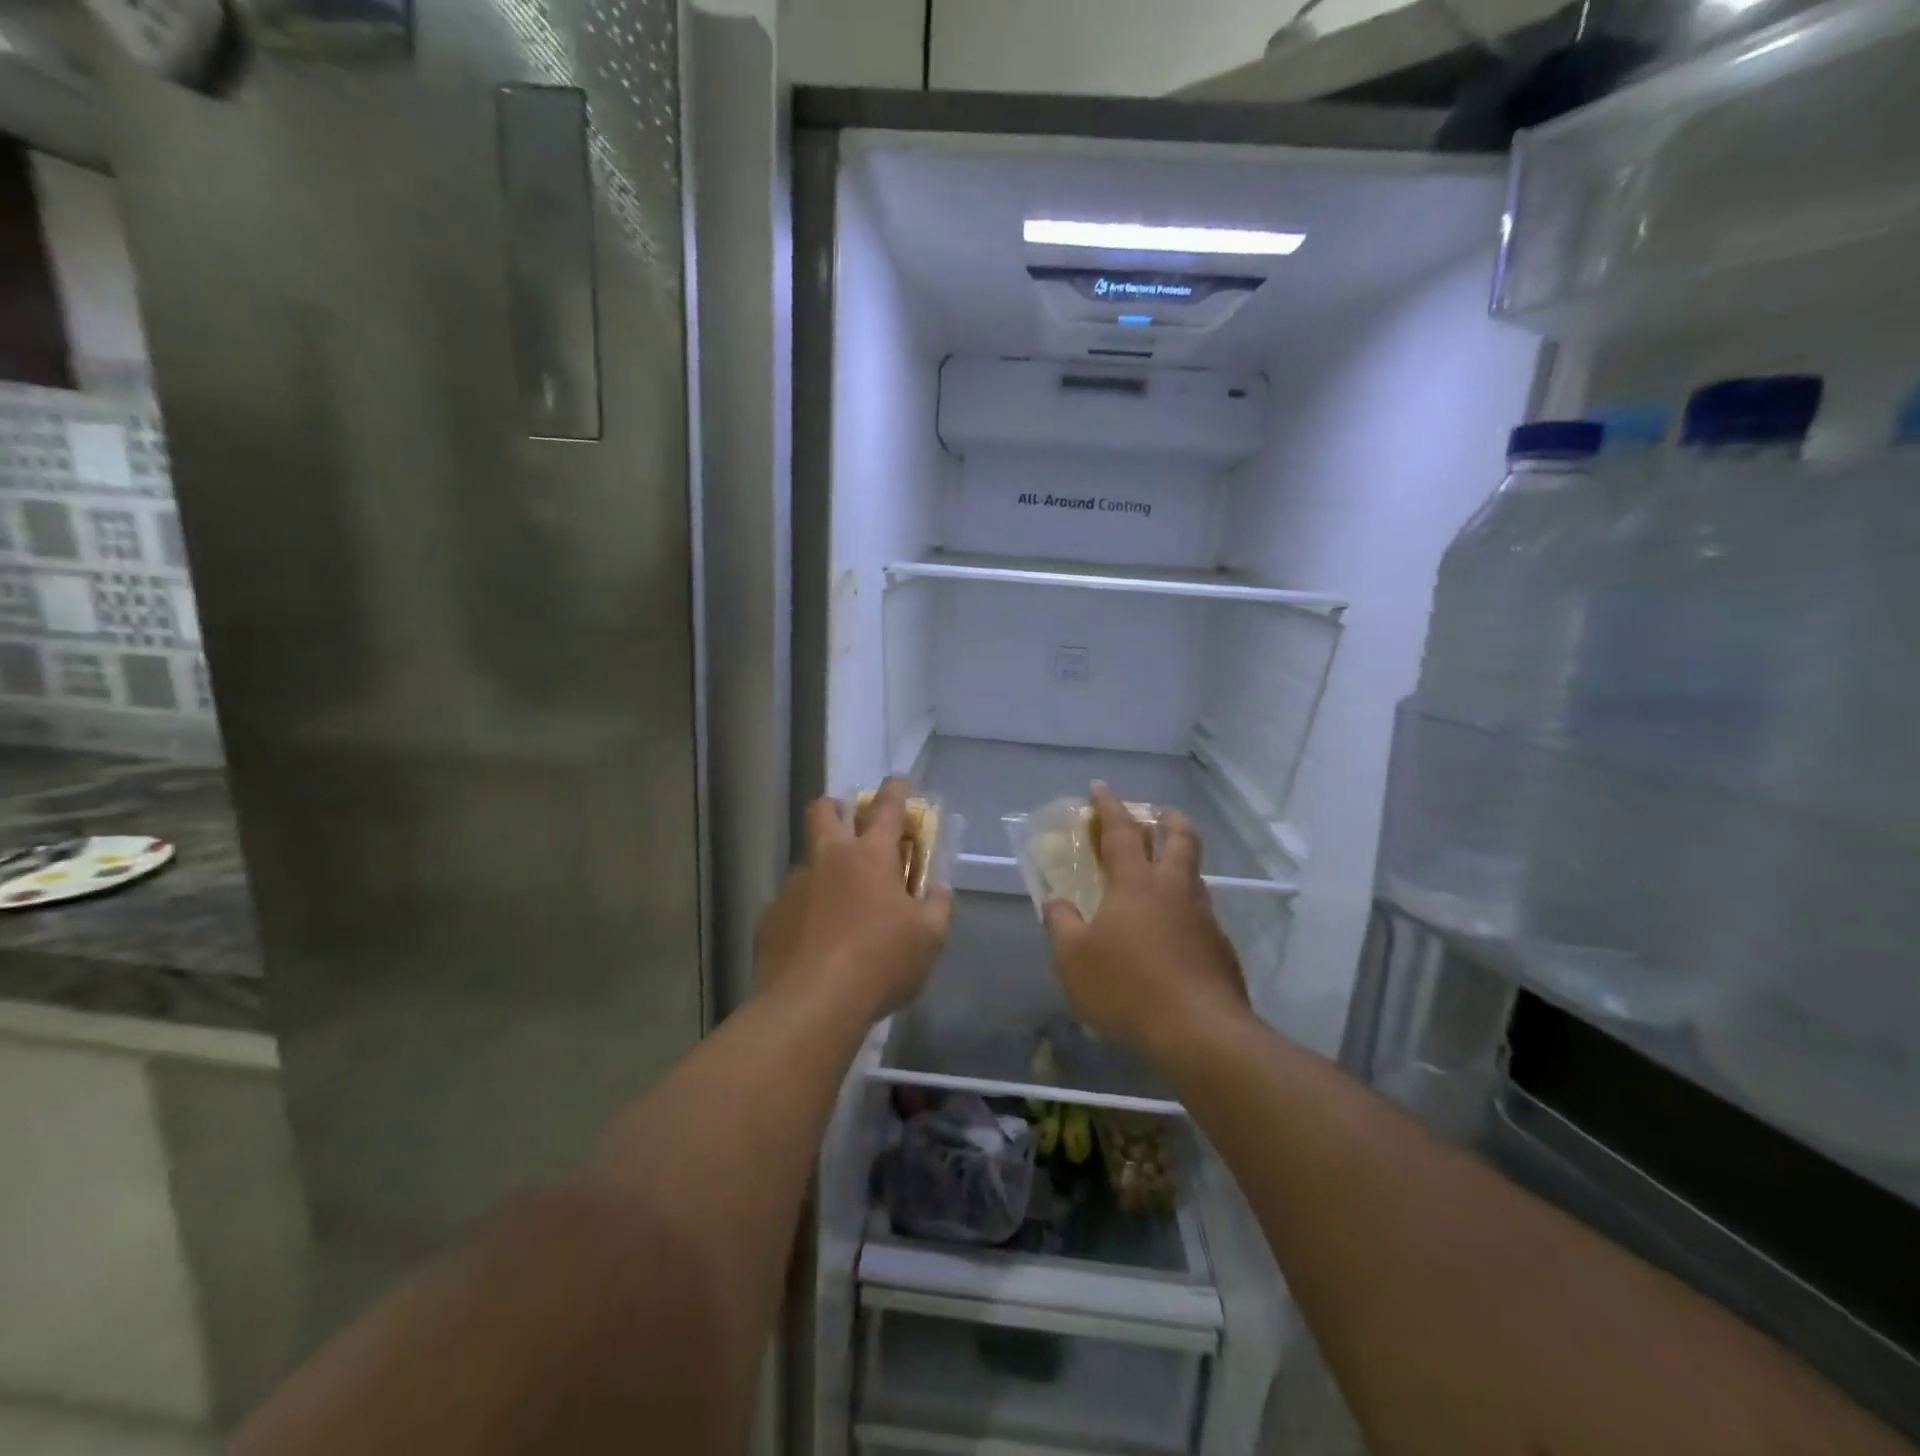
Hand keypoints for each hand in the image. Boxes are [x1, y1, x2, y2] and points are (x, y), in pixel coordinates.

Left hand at [754, 776, 951, 1022]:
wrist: (814, 1003)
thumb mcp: (928, 938)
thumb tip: (937, 889)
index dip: (896, 789)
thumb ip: (936, 906)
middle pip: (824, 811)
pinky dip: (806, 910)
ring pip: (807, 860)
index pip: (887, 807)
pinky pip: (791, 902)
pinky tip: (814, 940)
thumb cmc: (882, 962)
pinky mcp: (771, 916)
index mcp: (870, 856)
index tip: (899, 779)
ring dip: (823, 868)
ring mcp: (794, 886)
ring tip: (837, 904)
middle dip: (837, 807)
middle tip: (850, 823)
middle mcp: (828, 859)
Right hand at [1043, 782, 1250, 1059]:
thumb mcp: (1073, 959)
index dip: (1109, 806)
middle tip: (1158, 813)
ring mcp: (1204, 917)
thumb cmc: (1127, 988)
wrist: (1200, 1033)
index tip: (1100, 787)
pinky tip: (1174, 931)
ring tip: (1163, 872)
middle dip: (1167, 819)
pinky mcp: (1221, 948)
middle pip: (1179, 838)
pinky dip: (1185, 906)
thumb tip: (1057, 901)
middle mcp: (1174, 889)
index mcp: (1136, 883)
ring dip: (1179, 861)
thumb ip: (1061, 924)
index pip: (1122, 831)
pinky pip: (1201, 913)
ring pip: (1193, 874)